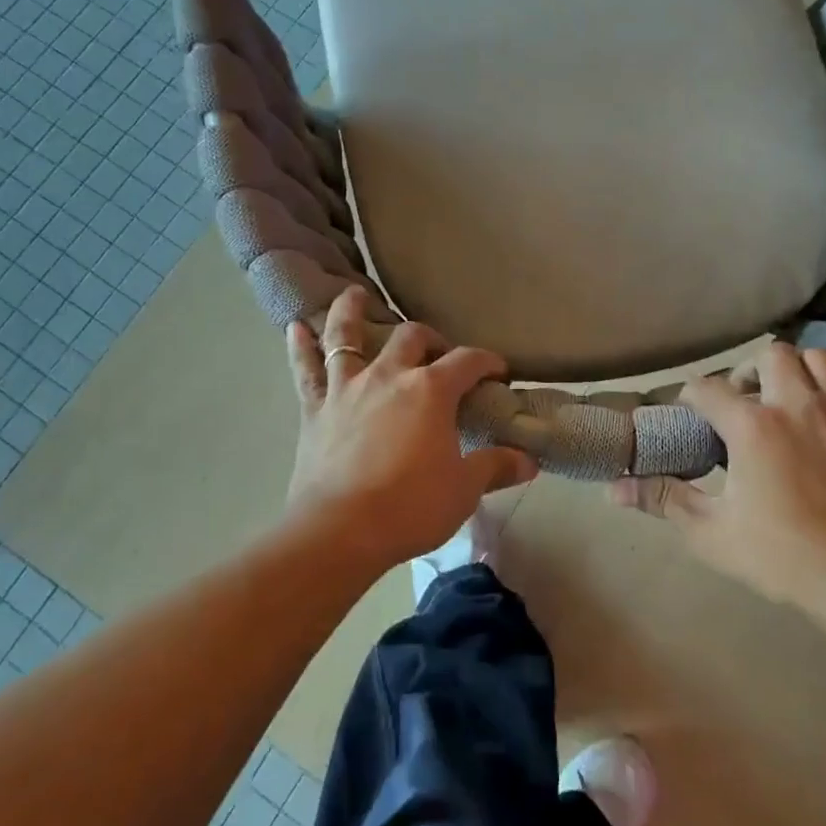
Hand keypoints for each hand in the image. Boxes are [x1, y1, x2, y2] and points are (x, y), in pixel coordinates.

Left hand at [284, 287, 537, 571]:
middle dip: (430, 338)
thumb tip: (529, 461)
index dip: (487, 362)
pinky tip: (295, 327)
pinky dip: (300, 346)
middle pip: (411, 337)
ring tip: (353, 294)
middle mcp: (389, 375)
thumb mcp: (464, 489)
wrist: (340, 531)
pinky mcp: (315, 408)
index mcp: (431, 390)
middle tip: (438, 353)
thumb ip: (496, 467)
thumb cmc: (410, 506)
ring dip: (351, 312)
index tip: (498, 372)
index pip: (468, 361)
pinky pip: (306, 369)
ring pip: (347, 335)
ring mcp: (347, 387)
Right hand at [610, 344, 825, 614]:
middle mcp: (796, 403)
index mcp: (751, 426)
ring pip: (819, 358)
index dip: (692, 398)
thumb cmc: (783, 558)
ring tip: (794, 399)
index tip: (694, 418)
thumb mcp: (711, 533)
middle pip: (768, 354)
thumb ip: (663, 499)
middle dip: (752, 372)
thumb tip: (613, 488)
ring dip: (801, 372)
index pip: (706, 388)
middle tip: (749, 405)